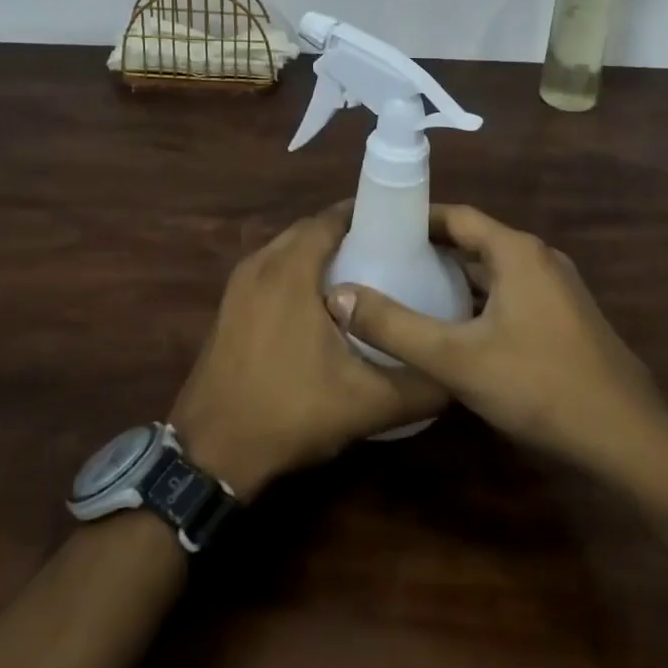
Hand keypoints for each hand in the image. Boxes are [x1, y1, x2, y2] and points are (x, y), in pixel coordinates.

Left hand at [169, 204, 446, 497]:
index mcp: (289, 270)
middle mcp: (260, 265)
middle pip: (309, 230)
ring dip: (319, 253)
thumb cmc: (289, 412)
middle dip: (346, 233)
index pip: (330, 219)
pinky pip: (269, 270)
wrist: (210, 452)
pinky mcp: (228, 307)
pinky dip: (296, 272)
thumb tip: (457, 375)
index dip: (365, 215)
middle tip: (388, 252)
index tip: (400, 226)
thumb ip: (419, 386)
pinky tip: (319, 306)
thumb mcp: (366, 404)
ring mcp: (238, 285)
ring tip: (361, 276)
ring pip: (286, 250)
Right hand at [326, 204, 667, 471]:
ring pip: (494, 271)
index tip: (377, 228)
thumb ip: (395, 327)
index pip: (456, 216)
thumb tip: (337, 297)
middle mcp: (539, 258)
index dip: (415, 219)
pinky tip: (456, 329)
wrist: (629, 441)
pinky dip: (480, 300)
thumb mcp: (457, 359)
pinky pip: (512, 293)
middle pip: (475, 241)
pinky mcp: (566, 318)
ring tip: (409, 292)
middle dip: (430, 249)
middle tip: (384, 262)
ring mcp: (558, 288)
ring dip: (455, 278)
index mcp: (516, 251)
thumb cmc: (540, 386)